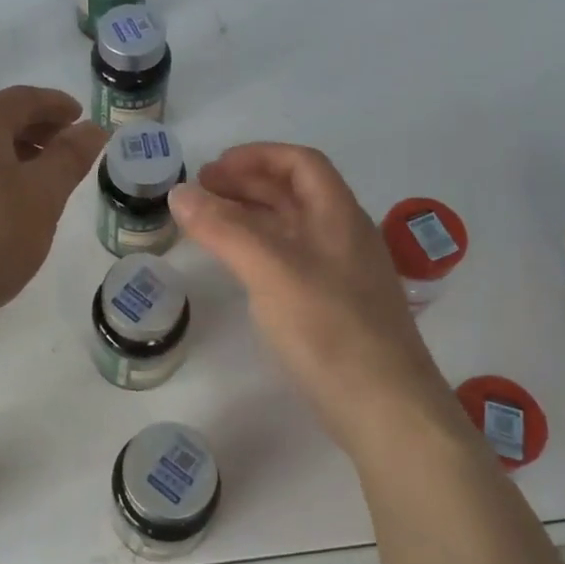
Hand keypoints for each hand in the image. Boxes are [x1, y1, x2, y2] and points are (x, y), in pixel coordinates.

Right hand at [170, 144, 457, 456]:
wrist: (385, 407)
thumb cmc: (329, 327)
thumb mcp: (270, 269)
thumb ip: (223, 228)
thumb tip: (179, 193)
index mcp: (338, 215)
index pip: (301, 163)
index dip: (256, 156)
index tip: (213, 168)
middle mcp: (344, 237)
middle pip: (294, 193)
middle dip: (246, 184)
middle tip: (200, 194)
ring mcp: (342, 274)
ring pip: (292, 228)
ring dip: (250, 217)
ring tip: (209, 224)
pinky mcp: (334, 308)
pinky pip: (291, 260)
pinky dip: (259, 250)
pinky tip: (240, 268)